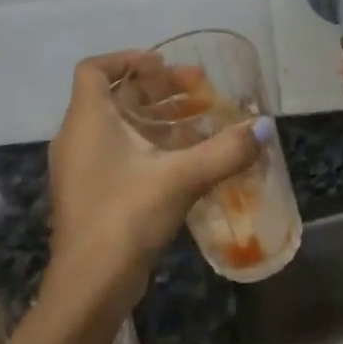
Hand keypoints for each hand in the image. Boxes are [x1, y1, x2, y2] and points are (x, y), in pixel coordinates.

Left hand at [44, 52, 264, 317]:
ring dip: (158, 119)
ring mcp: (81, 168)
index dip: (128, 59)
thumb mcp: (182, 177)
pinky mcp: (91, 194)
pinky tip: (186, 160)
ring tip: (201, 120)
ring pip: (119, 127)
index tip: (165, 65)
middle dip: (158, 90)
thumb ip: (225, 150)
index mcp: (87, 120)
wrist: (90, 285)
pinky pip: (119, 153)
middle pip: (115, 96)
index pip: (95, 69)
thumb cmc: (127, 215)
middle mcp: (77, 137)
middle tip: (200, 91)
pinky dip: (150, 147)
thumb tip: (265, 128)